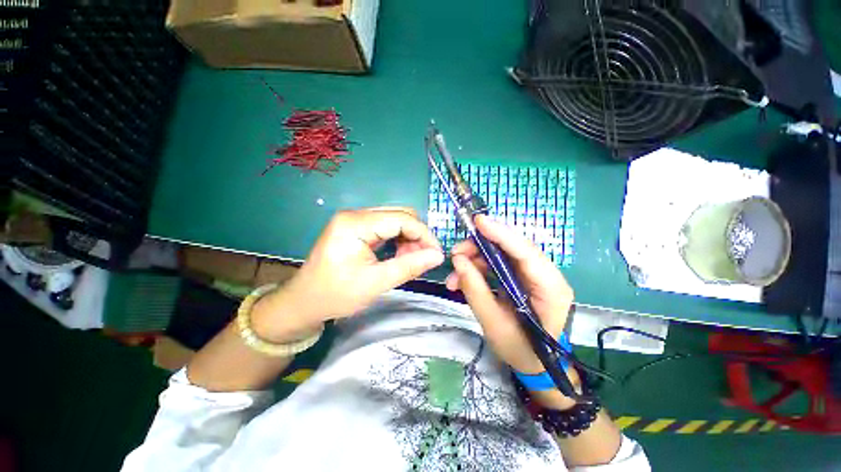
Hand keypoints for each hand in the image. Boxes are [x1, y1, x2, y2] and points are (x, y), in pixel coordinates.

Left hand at [253, 207, 444, 339]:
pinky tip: (401, 254)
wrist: (303, 302)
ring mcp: (354, 219)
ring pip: (395, 219)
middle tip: (423, 259)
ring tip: (412, 259)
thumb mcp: (376, 283)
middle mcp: (355, 214)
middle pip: (399, 214)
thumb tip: (438, 256)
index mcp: (355, 224)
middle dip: (417, 235)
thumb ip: (409, 266)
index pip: (401, 219)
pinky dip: (399, 238)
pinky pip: (386, 226)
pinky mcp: (356, 227)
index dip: (424, 234)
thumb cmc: (336, 295)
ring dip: (409, 237)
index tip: (436, 254)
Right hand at [445, 215, 573, 374]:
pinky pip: (498, 265)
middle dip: (480, 248)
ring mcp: (534, 275)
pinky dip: (478, 269)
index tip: (478, 222)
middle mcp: (546, 275)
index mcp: (550, 289)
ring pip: (501, 255)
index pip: (526, 253)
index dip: (501, 234)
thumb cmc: (521, 350)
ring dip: (475, 260)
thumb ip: (475, 290)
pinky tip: (461, 280)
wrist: (537, 365)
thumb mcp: (493, 324)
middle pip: (511, 248)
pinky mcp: (522, 277)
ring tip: (453, 276)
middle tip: (455, 254)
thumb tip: (458, 261)